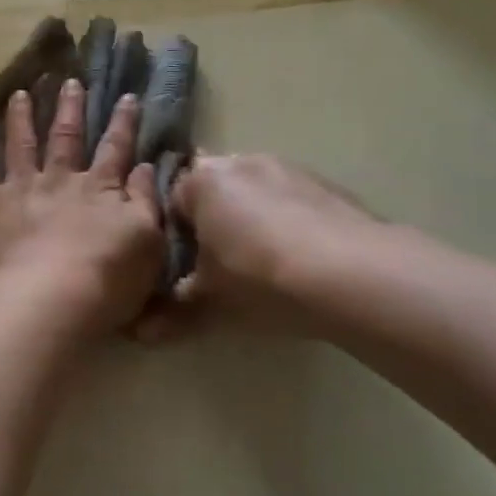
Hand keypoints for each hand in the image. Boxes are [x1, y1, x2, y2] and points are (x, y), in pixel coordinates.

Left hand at [0, 80, 163, 339]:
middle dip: (71, 108)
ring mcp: (22, 187)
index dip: (123, 122)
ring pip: (22, 143)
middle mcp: (61, 179)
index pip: (116, 148)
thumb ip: (145, 200)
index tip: (127, 96)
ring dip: (22, 116)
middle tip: (70, 81)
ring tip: (20, 93)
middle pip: (67, 136)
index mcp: (101, 189)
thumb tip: (145, 166)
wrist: (50, 297)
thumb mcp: (148, 241)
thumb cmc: (107, 279)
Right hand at [169, 153, 381, 332]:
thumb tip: (141, 332)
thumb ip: (174, 311)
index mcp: (201, 181)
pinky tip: (303, 262)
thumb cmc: (260, 278)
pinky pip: (293, 203)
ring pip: (256, 194)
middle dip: (215, 223)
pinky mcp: (328, 185)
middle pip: (215, 192)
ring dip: (254, 221)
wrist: (355, 275)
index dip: (174, 237)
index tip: (186, 268)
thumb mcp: (209, 301)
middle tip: (223, 267)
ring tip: (267, 266)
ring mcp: (287, 169)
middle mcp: (240, 162)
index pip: (170, 202)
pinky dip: (291, 224)